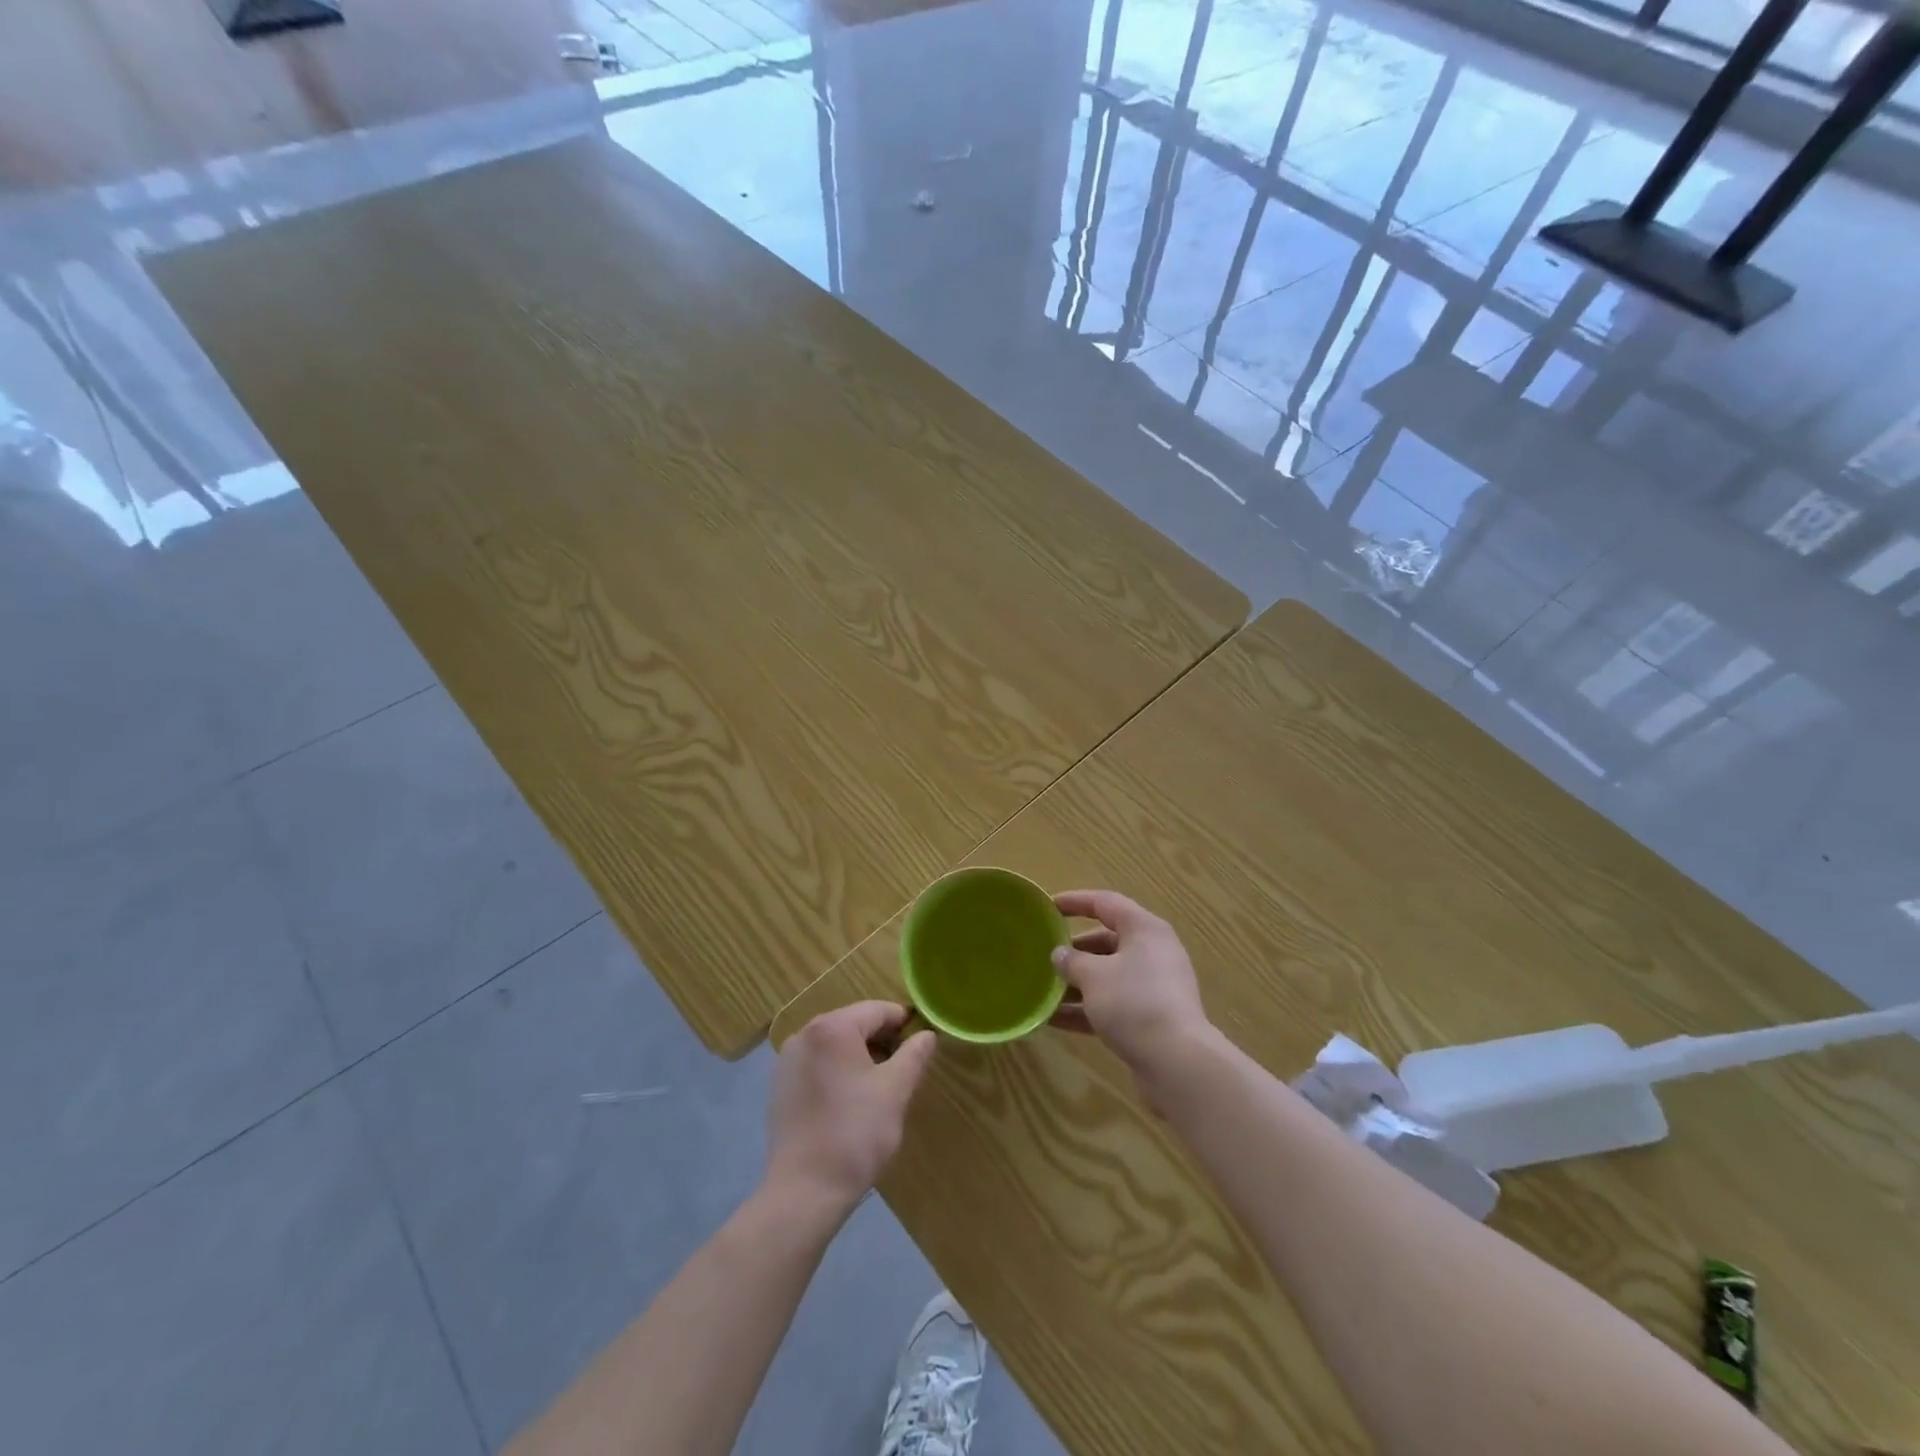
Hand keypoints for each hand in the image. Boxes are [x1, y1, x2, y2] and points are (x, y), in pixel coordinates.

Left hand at [765, 1001, 936, 1218]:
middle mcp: (805, 1033)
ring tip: (879, 1088)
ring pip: (834, 1045)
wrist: (804, 1191)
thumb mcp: (895, 1090)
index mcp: (833, 1027)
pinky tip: (849, 1102)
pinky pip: (817, 1064)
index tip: (921, 1045)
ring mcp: (787, 1060)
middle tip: (903, 1070)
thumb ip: (914, 1055)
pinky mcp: (779, 1086)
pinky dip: (837, 1072)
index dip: (903, 1024)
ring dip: (859, 1057)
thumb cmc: (855, 1133)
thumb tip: (926, 1035)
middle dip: (881, 1041)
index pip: (878, 1010)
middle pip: (854, 1024)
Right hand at [1050, 890, 1213, 1079]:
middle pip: (1107, 941)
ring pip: (1108, 976)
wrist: (1177, 1063)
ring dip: (1077, 983)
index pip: (1105, 903)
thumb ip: (1072, 961)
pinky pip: (1113, 1004)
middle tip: (1044, 955)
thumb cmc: (1133, 1003)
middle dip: (1074, 950)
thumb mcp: (1094, 976)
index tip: (1048, 907)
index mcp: (1144, 929)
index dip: (1075, 901)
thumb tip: (1060, 954)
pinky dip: (1086, 1009)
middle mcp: (1153, 952)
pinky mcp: (1151, 1018)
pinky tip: (1054, 1020)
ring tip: (1042, 990)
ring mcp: (1154, 987)